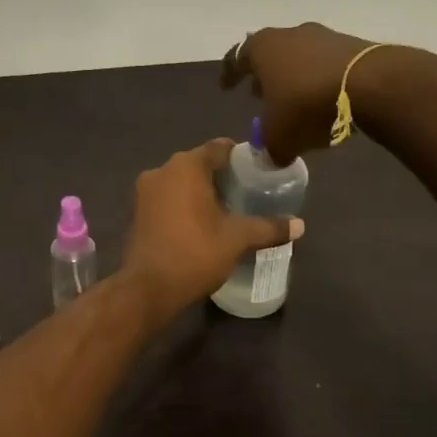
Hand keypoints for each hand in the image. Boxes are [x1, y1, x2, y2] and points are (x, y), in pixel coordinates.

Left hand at [122, 139, 303, 319]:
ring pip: (180, 182)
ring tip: (226, 211)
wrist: (147, 288)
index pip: (219, 148)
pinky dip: (182, 205)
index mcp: (186, 166)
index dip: (241, 158)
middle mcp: (162, 170)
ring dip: (201, 192)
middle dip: (222, 177)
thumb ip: (269, 228)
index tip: (258, 172)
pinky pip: (166, 199)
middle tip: (247, 194)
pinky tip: (200, 225)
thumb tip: (300, 225)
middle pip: (199, 164)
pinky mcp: (136, 212)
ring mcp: (144, 192)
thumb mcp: (238, 239)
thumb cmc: (195, 253)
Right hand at [222, 22, 402, 163]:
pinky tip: (324, 101)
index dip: (229, 74)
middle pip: (270, 53)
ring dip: (293, 78)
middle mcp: (290, 34)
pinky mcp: (353, 45)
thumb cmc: (308, 105)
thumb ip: (269, 148)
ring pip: (299, 57)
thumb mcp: (279, 137)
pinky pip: (326, 64)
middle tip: (260, 95)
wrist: (372, 85)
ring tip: (294, 101)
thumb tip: (271, 157)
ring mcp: (324, 36)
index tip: (226, 88)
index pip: (236, 57)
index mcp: (262, 48)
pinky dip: (319, 80)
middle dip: (264, 75)